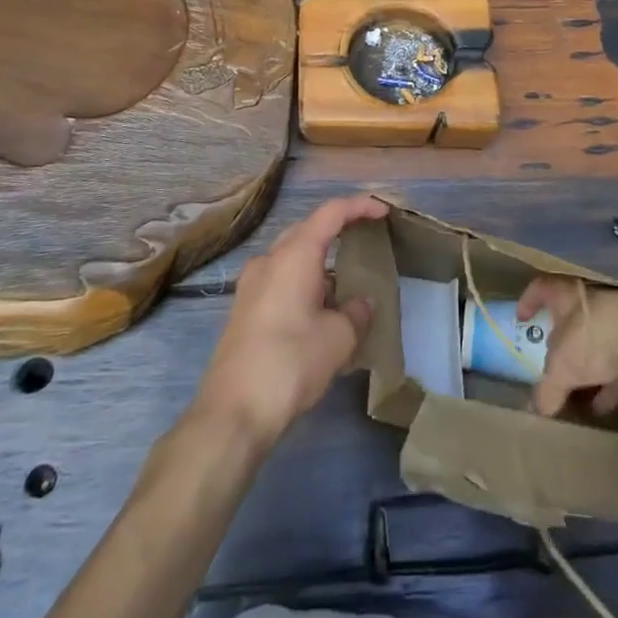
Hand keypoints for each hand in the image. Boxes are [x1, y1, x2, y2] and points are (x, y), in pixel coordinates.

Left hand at [192, 194, 387, 447]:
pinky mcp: (244, 310)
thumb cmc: (291, 362)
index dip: (359, 206)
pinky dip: (303, 282)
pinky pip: (280, 280)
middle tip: (365, 240)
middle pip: (307, 231)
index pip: (330, 213)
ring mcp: (251, 285)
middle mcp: (269, 260)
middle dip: (337, 231)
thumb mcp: (338, 338)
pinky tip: (320, 310)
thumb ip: (356, 312)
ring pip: (291, 258)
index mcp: (294, 255)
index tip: (383, 212)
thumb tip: (360, 304)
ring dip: (319, 262)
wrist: (234, 411)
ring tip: (346, 283)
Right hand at [518, 277, 617, 418]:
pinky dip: (611, 379)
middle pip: (571, 314)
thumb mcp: (560, 370)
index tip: (521, 318)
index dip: (529, 301)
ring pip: (598, 337)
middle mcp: (591, 298)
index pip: (541, 288)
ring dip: (589, 364)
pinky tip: (606, 403)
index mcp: (566, 293)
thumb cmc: (593, 341)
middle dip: (562, 337)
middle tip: (552, 358)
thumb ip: (546, 389)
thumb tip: (536, 410)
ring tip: (580, 393)